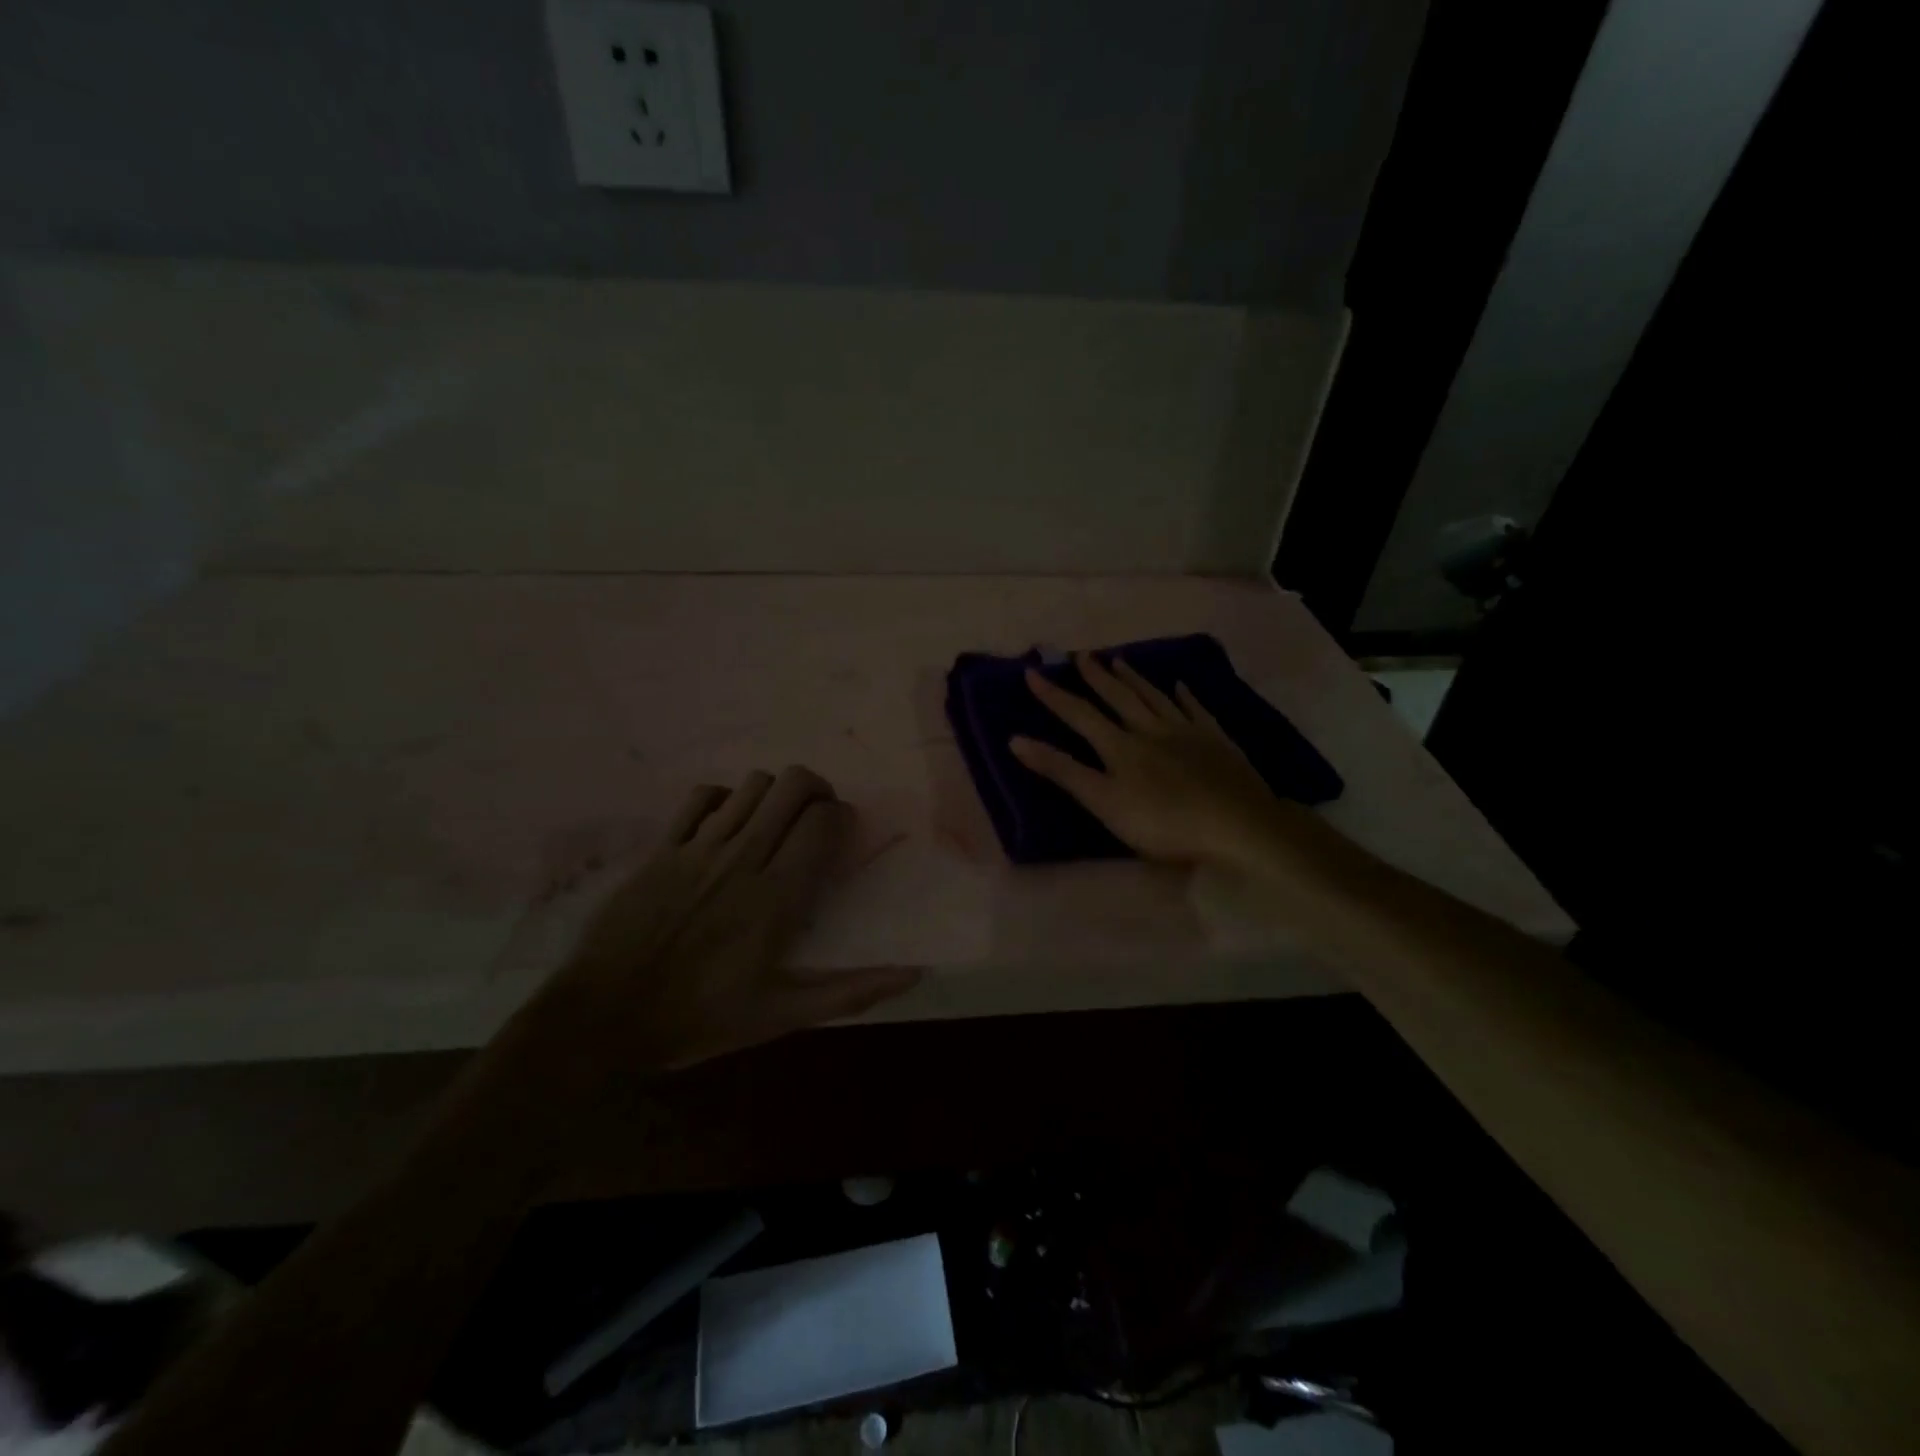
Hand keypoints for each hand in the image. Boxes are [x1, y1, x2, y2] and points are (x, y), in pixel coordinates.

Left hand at [528, 766, 919, 1074]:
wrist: (601, 1017)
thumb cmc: (698, 1018)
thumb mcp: (781, 1016)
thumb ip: (850, 992)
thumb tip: (914, 974)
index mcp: (776, 897)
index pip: (823, 822)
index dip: (841, 817)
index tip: (840, 836)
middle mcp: (743, 858)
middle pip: (792, 785)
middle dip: (816, 790)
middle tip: (815, 817)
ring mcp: (699, 847)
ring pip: (752, 785)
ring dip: (773, 795)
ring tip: (773, 822)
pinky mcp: (663, 846)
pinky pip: (703, 796)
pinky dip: (724, 799)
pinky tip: (726, 825)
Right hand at [1010, 652, 1290, 868]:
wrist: (1236, 824)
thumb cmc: (1163, 822)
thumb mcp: (1103, 802)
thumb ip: (1062, 771)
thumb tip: (1015, 740)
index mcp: (1120, 746)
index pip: (1079, 715)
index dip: (1054, 695)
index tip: (1033, 672)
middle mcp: (1150, 729)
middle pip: (1119, 697)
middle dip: (1097, 677)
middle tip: (1082, 655)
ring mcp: (1186, 732)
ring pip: (1155, 697)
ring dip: (1134, 678)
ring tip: (1119, 659)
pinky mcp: (1216, 741)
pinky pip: (1196, 709)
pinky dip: (1185, 695)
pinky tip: (1181, 685)